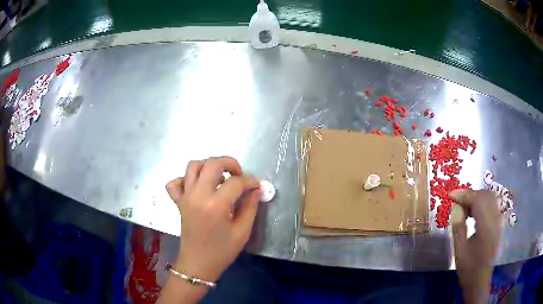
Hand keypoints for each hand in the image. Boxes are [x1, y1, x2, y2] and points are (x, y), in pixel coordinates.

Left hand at [166, 156, 260, 281]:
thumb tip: (256, 189)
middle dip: (229, 163)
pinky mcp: (178, 201)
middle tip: (239, 175)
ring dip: (208, 166)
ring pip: (193, 166)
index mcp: (215, 205)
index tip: (257, 185)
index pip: (235, 182)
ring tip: (220, 178)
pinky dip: (185, 179)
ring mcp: (185, 197)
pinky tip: (197, 187)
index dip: (250, 181)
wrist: (198, 263)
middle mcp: (197, 195)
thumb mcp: (242, 231)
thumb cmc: (222, 251)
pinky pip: (175, 182)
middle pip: (212, 164)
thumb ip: (250, 207)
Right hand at [450, 189, 500, 303]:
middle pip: (486, 195)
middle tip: (458, 204)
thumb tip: (455, 207)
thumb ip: (458, 227)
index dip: (464, 195)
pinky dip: (482, 204)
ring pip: (490, 198)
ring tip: (465, 210)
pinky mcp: (498, 225)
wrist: (479, 282)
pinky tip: (474, 215)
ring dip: (477, 198)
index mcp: (485, 228)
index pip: (478, 200)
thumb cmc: (468, 270)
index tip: (451, 196)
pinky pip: (492, 206)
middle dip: (471, 195)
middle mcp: (495, 221)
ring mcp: (498, 222)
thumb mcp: (459, 251)